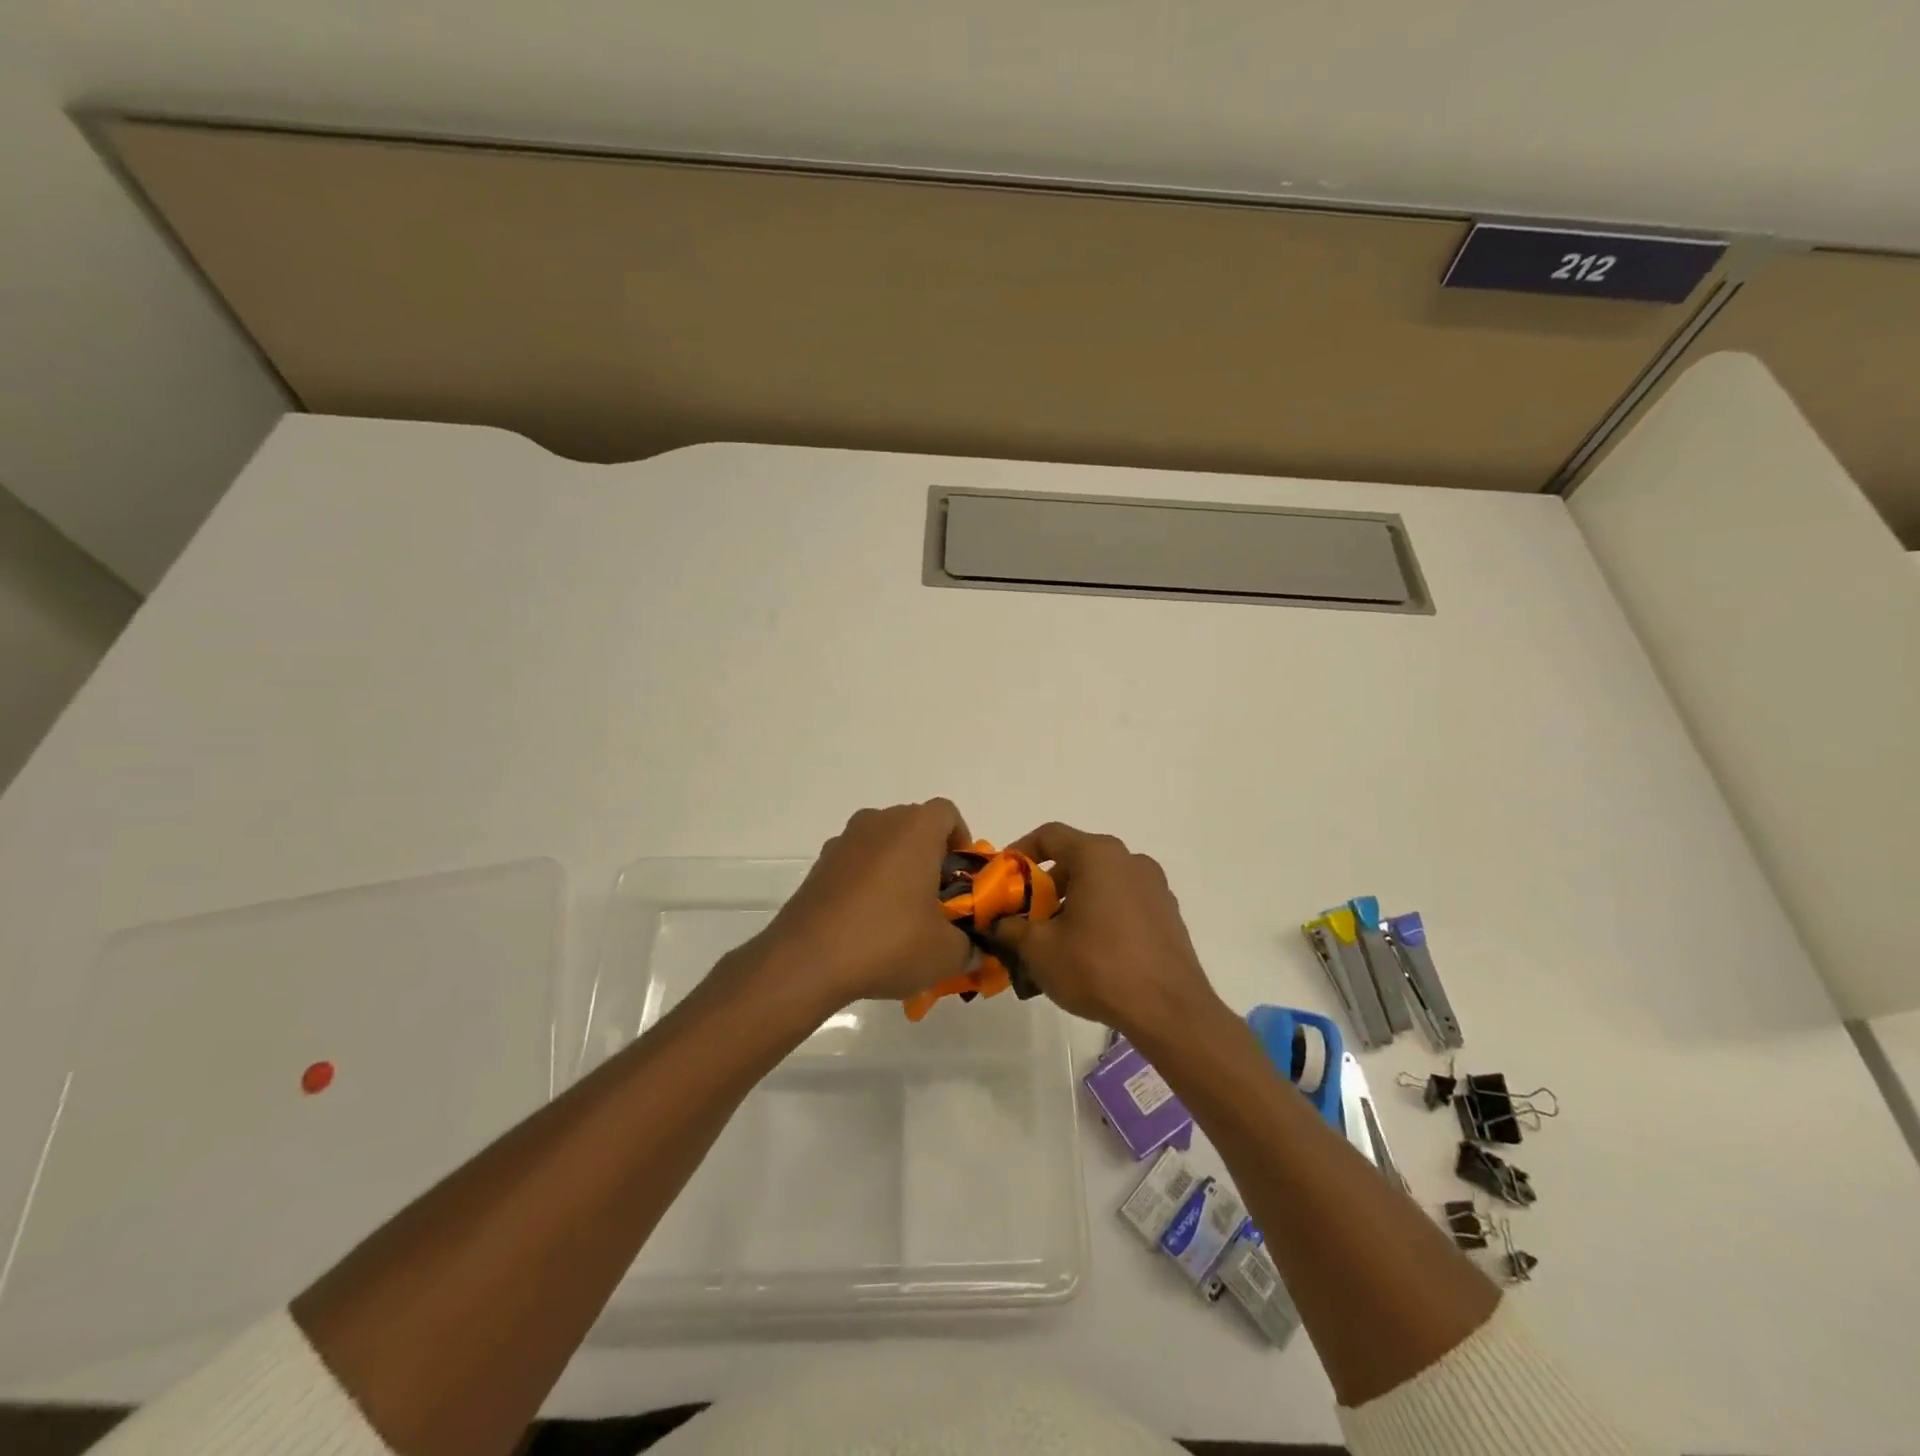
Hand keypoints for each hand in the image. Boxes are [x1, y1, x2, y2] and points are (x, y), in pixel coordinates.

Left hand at [758, 800, 975, 1011]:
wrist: (807, 960)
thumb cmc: (888, 941)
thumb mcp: (945, 953)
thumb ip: (969, 947)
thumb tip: (974, 951)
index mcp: (915, 828)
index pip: (948, 814)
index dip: (961, 842)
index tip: (961, 878)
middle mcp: (878, 822)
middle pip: (914, 827)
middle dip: (929, 858)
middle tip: (936, 901)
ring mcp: (844, 841)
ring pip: (882, 844)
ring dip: (896, 869)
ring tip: (900, 916)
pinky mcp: (819, 865)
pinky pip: (855, 864)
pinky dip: (866, 883)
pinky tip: (866, 924)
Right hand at [991, 822, 1224, 1039]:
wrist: (1169, 1011)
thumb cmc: (1097, 967)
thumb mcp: (1039, 949)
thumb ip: (1010, 927)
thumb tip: (998, 922)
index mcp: (1097, 855)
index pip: (1049, 835)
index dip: (1020, 852)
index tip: (1003, 879)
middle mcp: (1129, 860)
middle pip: (1077, 859)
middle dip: (1046, 885)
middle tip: (1027, 916)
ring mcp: (1154, 886)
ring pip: (1102, 882)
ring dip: (1074, 901)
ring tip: (1057, 939)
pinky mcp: (1168, 914)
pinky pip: (1124, 902)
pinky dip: (1102, 915)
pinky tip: (1092, 952)